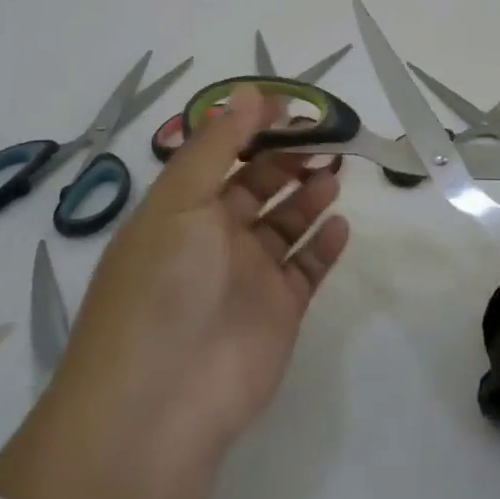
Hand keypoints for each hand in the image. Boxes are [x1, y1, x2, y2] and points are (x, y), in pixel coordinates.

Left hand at [0, 85, 348, 498]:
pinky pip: (308, 265)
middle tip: (327, 136)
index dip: (255, 128)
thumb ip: (217, 145)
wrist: (160, 407)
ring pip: (289, 220)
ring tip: (335, 172)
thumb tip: (250, 91)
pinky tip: (339, 223)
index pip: (223, 155)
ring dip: (311, 192)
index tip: (293, 107)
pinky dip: (325, 242)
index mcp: (182, 210)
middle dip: (291, 156)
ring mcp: (250, 275)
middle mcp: (215, 238)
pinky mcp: (280, 310)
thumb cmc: (162, 288)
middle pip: (261, 183)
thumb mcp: (179, 202)